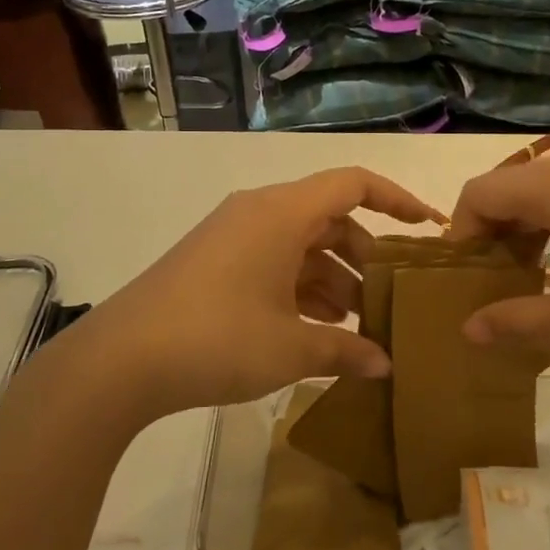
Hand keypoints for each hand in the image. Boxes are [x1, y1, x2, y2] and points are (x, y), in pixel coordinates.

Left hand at [59, 167, 441, 419]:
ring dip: (332, 279)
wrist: (120, 360)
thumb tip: (384, 365)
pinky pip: (272, 262)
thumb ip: (345, 350)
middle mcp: (258, 213)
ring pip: (300, 244)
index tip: (429, 228)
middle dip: (364, 256)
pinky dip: (299, 288)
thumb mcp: (291, 348)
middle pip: (329, 217)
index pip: (353, 184)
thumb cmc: (217, 339)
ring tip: (355, 325)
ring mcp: (232, 237)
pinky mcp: (213, 262)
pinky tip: (314, 330)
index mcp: (282, 213)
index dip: (397, 200)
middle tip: (388, 298)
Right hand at [447, 149, 549, 358]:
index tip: (465, 282)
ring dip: (526, 232)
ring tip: (534, 281)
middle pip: (509, 189)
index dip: (460, 236)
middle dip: (492, 237)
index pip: (479, 194)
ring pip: (544, 191)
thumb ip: (516, 321)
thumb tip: (467, 328)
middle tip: (496, 287)